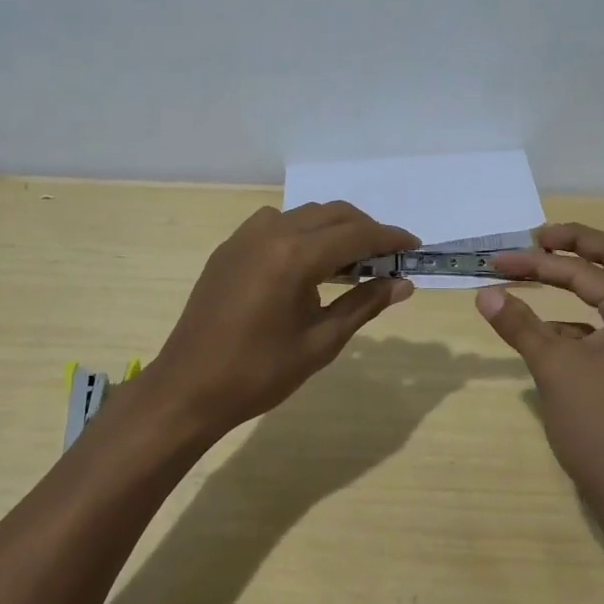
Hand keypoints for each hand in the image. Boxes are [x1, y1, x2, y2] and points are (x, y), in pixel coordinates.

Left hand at [140, 203, 417, 438]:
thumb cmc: (259, 373)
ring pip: (304, 215)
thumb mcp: (320, 342)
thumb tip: (403, 284)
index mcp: (295, 256)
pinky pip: (276, 223)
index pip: (356, 234)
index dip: (390, 238)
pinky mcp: (230, 248)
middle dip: (365, 229)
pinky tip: (307, 263)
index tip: (414, 247)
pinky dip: (302, 232)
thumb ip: (364, 305)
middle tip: (388, 258)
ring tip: (351, 261)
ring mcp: (245, 237)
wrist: (189, 388)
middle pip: (332, 214)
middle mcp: (271, 233)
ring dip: (334, 228)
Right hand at [476, 224, 603, 510]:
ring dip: (576, 279)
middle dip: (574, 244)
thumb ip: (519, 325)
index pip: (582, 271)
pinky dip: (576, 319)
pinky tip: (546, 334)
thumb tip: (484, 293)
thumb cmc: (599, 426)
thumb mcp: (553, 369)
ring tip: (533, 275)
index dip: (535, 263)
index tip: (496, 262)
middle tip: (536, 238)